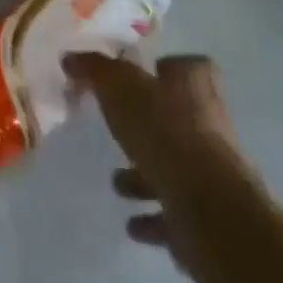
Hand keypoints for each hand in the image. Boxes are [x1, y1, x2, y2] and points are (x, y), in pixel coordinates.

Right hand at [64, 52, 253, 273]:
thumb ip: (94, 69)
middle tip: (116, 130)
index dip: (168, 68)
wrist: (206, 207)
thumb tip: (70, 57)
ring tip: (117, 183)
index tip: (141, 75)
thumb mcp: (118, 86)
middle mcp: (209, 125)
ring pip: (176, 166)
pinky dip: (153, 218)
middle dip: (147, 126)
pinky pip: (176, 213)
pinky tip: (131, 224)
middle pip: (178, 117)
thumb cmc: (162, 131)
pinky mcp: (208, 216)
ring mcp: (212, 173)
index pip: (190, 66)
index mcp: (193, 87)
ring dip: (146, 176)